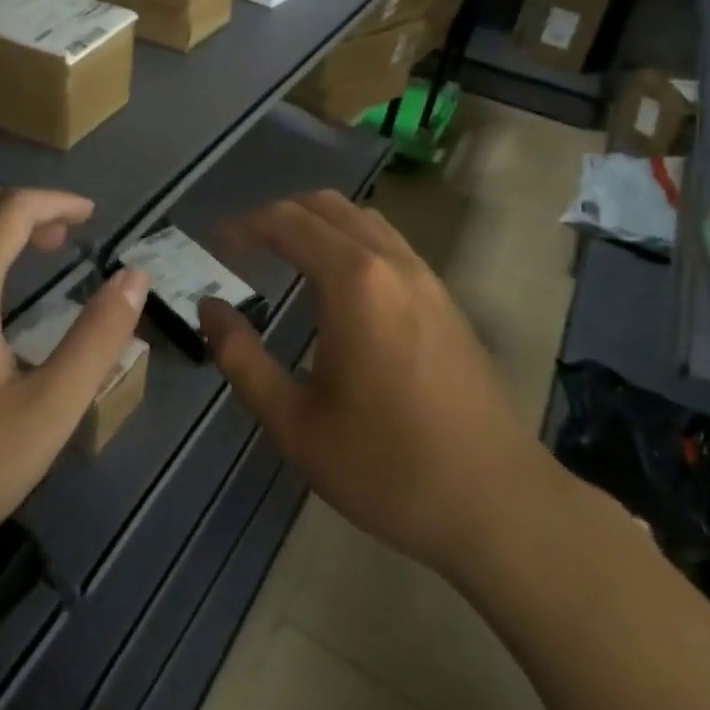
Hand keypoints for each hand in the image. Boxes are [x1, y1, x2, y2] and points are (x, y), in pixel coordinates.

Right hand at [198, 191, 549, 585]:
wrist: (499, 504)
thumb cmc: (387, 467)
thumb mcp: (295, 423)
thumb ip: (242, 358)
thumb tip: (210, 308)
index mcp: (353, 282)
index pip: (287, 221)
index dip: (244, 226)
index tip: (215, 245)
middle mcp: (391, 262)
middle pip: (326, 205)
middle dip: (278, 214)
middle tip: (245, 247)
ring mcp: (427, 277)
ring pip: (363, 218)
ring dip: (318, 223)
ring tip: (287, 257)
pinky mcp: (446, 299)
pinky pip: (389, 243)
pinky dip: (351, 240)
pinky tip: (341, 286)